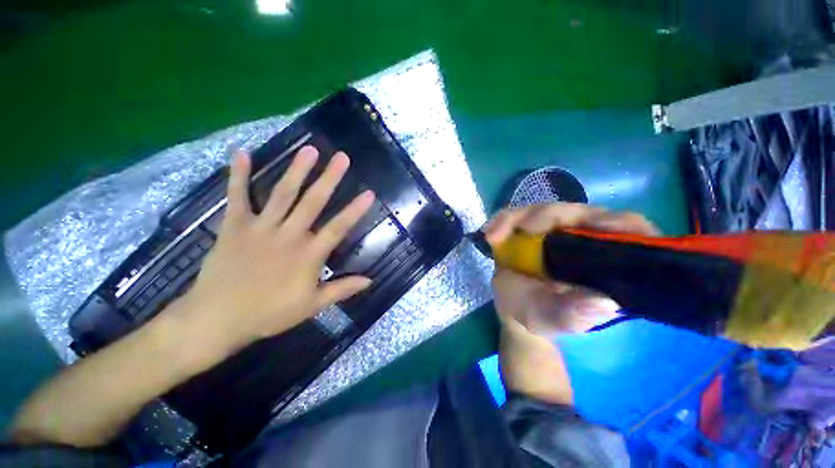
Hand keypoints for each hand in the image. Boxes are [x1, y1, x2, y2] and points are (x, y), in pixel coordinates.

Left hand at [173, 146, 373, 357]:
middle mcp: (288, 235)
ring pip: (282, 194)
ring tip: (309, 150)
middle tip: (341, 157)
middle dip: (329, 178)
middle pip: (312, 202)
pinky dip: (238, 175)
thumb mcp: (312, 306)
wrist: (217, 319)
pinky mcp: (234, 226)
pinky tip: (242, 153)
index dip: (355, 210)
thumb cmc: (269, 313)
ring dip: (297, 170)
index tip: (368, 193)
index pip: (338, 227)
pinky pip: (237, 197)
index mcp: (308, 255)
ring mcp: (260, 228)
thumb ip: (342, 289)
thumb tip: (370, 280)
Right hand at [485, 203, 659, 336]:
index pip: (627, 231)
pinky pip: (517, 215)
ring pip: (544, 211)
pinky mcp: (528, 227)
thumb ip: (572, 316)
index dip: (619, 224)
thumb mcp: (552, 320)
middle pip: (578, 212)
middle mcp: (582, 238)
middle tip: (524, 228)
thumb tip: (605, 303)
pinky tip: (491, 234)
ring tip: (495, 234)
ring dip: (518, 218)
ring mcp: (553, 229)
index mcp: (604, 260)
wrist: (513, 306)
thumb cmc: (538, 315)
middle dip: (550, 216)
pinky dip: (503, 221)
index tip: (601, 228)